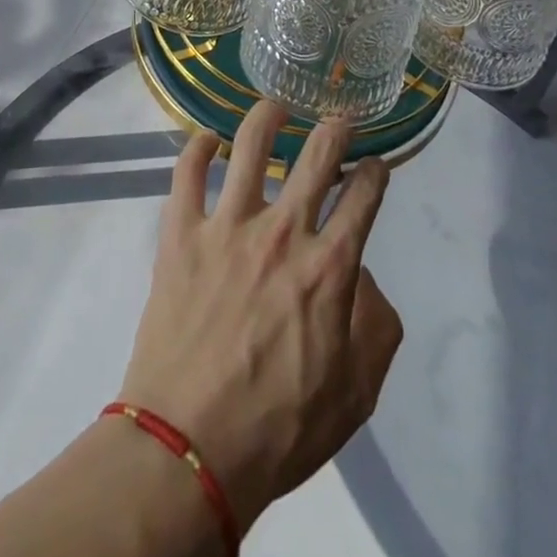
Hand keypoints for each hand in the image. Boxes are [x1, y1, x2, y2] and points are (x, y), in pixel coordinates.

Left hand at [116, 102, 403, 535]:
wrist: (188, 448)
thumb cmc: (279, 428)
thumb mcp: (356, 394)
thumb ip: (376, 327)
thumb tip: (366, 278)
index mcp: (329, 268)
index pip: (363, 197)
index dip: (374, 172)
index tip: (375, 164)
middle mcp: (282, 231)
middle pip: (316, 155)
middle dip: (335, 128)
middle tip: (338, 118)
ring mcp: (227, 225)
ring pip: (250, 143)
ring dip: (268, 116)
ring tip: (277, 107)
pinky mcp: (181, 231)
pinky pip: (186, 171)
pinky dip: (197, 146)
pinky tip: (207, 137)